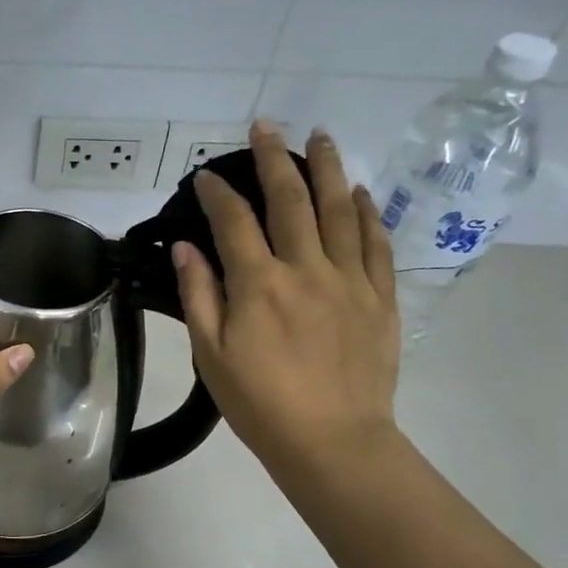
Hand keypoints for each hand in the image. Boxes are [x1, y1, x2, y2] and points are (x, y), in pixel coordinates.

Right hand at [171, 121, 401, 479]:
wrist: (333, 441)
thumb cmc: (261, 404)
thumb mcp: (212, 356)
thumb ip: (199, 295)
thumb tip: (186, 246)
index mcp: (259, 284)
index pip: (234, 222)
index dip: (217, 194)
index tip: (205, 174)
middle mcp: (306, 269)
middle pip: (291, 201)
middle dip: (274, 159)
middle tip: (267, 126)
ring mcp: (350, 280)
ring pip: (339, 210)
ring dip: (328, 169)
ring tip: (321, 137)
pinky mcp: (380, 298)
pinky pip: (375, 243)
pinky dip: (367, 213)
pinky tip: (360, 193)